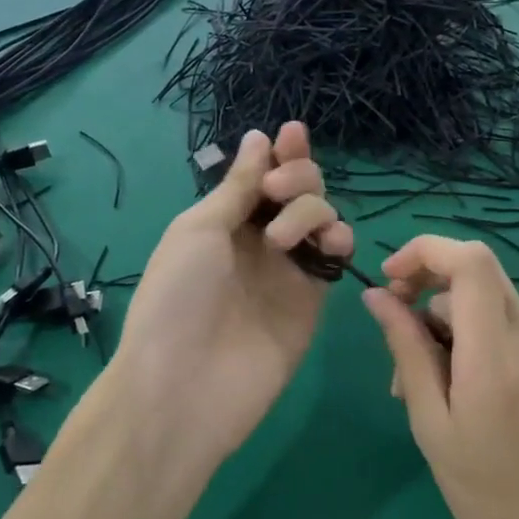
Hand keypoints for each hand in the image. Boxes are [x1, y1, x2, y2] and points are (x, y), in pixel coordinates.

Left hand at [107, 124, 351, 479]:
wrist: (186, 384)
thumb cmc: (179, 296)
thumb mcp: (199, 229)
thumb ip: (238, 186)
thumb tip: (259, 138)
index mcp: (223, 221)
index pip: (261, 177)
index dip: (280, 153)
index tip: (291, 133)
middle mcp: (258, 241)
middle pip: (297, 191)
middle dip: (297, 175)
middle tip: (278, 191)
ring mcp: (288, 271)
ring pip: (321, 218)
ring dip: (312, 208)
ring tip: (284, 236)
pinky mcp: (313, 300)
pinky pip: (336, 258)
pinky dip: (339, 239)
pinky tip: (329, 243)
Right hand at [362, 236, 518, 518]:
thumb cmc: (488, 495)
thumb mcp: (433, 424)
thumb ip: (407, 352)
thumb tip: (377, 297)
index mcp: (496, 353)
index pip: (470, 260)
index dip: (424, 252)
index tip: (390, 281)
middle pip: (479, 271)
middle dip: (428, 281)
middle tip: (395, 324)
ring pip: (486, 301)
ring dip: (443, 318)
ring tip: (413, 381)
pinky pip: (502, 329)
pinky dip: (468, 338)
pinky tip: (449, 387)